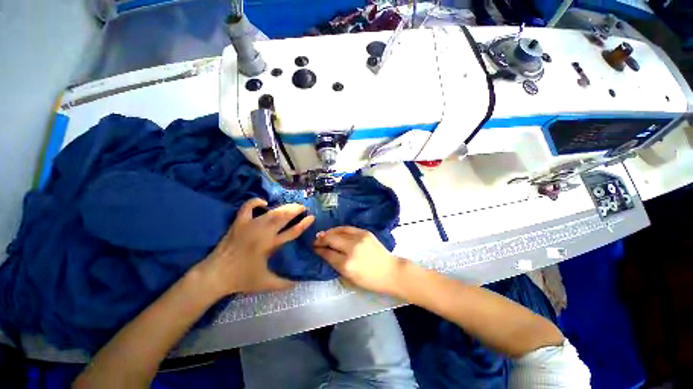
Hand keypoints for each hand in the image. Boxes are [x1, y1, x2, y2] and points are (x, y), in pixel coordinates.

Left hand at [198, 198, 314, 295]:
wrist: (214, 275)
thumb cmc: (241, 279)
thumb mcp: (265, 283)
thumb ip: (284, 283)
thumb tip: (298, 283)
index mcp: (270, 245)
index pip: (292, 232)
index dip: (304, 224)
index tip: (311, 217)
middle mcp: (262, 232)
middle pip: (283, 217)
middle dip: (295, 210)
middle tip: (303, 207)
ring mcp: (249, 225)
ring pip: (270, 212)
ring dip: (283, 207)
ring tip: (291, 205)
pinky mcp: (238, 223)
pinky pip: (247, 207)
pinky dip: (255, 202)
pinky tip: (263, 203)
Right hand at [313, 227, 404, 295]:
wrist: (390, 271)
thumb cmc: (370, 280)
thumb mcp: (350, 278)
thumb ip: (337, 265)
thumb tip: (326, 253)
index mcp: (347, 264)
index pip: (328, 254)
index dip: (319, 250)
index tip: (314, 248)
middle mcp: (351, 249)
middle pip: (331, 239)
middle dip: (321, 239)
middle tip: (316, 241)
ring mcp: (359, 238)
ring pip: (339, 231)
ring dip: (329, 232)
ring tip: (323, 235)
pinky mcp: (365, 232)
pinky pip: (348, 228)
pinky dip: (339, 229)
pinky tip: (335, 231)